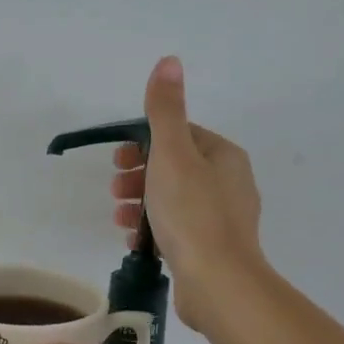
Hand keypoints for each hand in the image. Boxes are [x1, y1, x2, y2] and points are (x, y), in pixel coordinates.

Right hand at [112, 57, 265, 335]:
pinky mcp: (213, 250)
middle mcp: (230, 184)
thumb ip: (166, 111)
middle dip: (140, 175)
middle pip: (176, 168)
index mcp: (224, 157)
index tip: (118, 159)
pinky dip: (154, 229)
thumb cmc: (192, 214)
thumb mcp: (172, 155)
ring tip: (118, 217)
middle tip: (114, 190)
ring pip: (175, 201)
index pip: (182, 136)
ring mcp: (223, 220)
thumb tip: (169, 61)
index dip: (145, 143)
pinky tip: (135, 242)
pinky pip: (178, 229)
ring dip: (142, 204)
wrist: (218, 283)